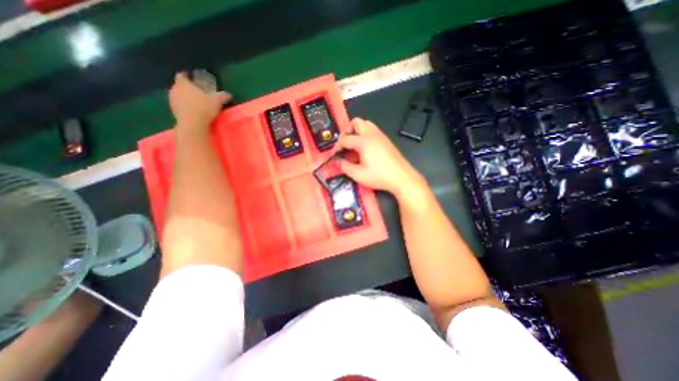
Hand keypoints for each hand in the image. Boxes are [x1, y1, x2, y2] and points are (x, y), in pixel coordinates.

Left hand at [169, 72, 232, 132]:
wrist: (193, 125)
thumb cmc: (204, 108)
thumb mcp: (218, 100)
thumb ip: (223, 95)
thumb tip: (228, 94)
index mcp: (183, 83)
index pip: (182, 75)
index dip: (187, 76)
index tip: (193, 78)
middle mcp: (174, 89)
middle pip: (180, 86)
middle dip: (188, 88)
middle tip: (198, 92)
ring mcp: (172, 101)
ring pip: (179, 96)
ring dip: (186, 98)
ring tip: (197, 103)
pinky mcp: (174, 112)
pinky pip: (180, 106)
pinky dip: (186, 107)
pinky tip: (195, 112)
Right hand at [334, 118, 422, 199]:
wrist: (401, 177)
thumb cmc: (380, 176)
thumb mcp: (358, 174)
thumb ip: (345, 167)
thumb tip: (338, 162)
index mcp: (363, 141)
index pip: (345, 139)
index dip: (337, 146)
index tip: (335, 154)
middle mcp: (372, 134)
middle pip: (356, 122)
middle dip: (346, 130)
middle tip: (343, 142)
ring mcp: (380, 136)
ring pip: (365, 124)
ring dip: (356, 130)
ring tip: (352, 144)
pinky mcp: (386, 140)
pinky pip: (372, 130)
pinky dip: (364, 134)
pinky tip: (364, 148)